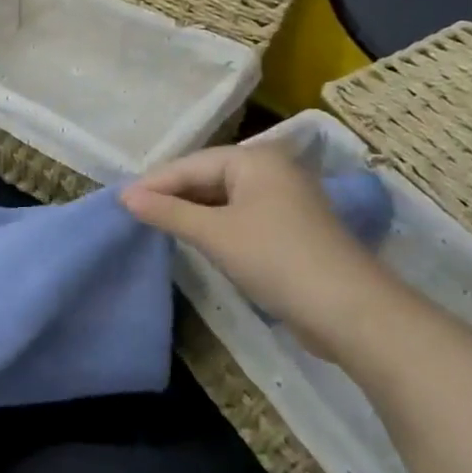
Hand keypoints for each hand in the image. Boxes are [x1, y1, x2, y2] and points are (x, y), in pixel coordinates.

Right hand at [121, 144, 401, 357]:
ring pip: (223, 198)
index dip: (154, 183)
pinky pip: (239, 216)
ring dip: (191, 212)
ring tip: (156, 226)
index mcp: (255, 159)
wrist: (352, 312)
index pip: (191, 164)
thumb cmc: (276, 259)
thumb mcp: (214, 234)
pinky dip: (214, 225)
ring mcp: (284, 200)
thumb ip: (168, 212)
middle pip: (208, 177)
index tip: (120, 202)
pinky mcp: (290, 229)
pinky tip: (194, 238)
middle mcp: (271, 170)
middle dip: (172, 196)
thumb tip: (125, 197)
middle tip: (134, 214)